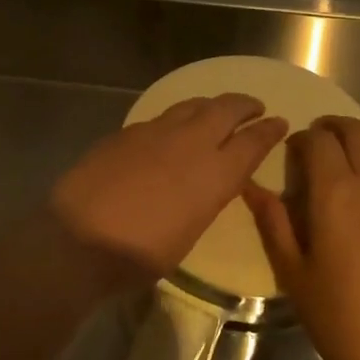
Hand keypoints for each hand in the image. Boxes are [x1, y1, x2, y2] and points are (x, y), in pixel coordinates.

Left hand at [51, 94, 287, 277]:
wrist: (79, 239)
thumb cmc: (141, 254)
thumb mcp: (189, 233)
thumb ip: (205, 198)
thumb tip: (207, 182)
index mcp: (214, 174)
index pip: (253, 142)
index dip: (269, 131)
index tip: (279, 122)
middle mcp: (190, 143)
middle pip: (226, 109)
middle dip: (245, 105)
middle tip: (254, 107)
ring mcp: (155, 132)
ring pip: (192, 105)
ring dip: (210, 105)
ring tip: (215, 110)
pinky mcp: (126, 132)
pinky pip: (160, 117)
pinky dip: (175, 119)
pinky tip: (170, 131)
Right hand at [244, 117, 359, 359]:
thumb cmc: (342, 320)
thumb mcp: (294, 274)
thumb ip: (274, 224)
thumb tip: (252, 187)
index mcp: (336, 193)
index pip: (319, 141)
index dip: (303, 138)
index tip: (293, 150)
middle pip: (358, 133)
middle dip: (335, 127)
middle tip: (320, 139)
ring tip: (352, 151)